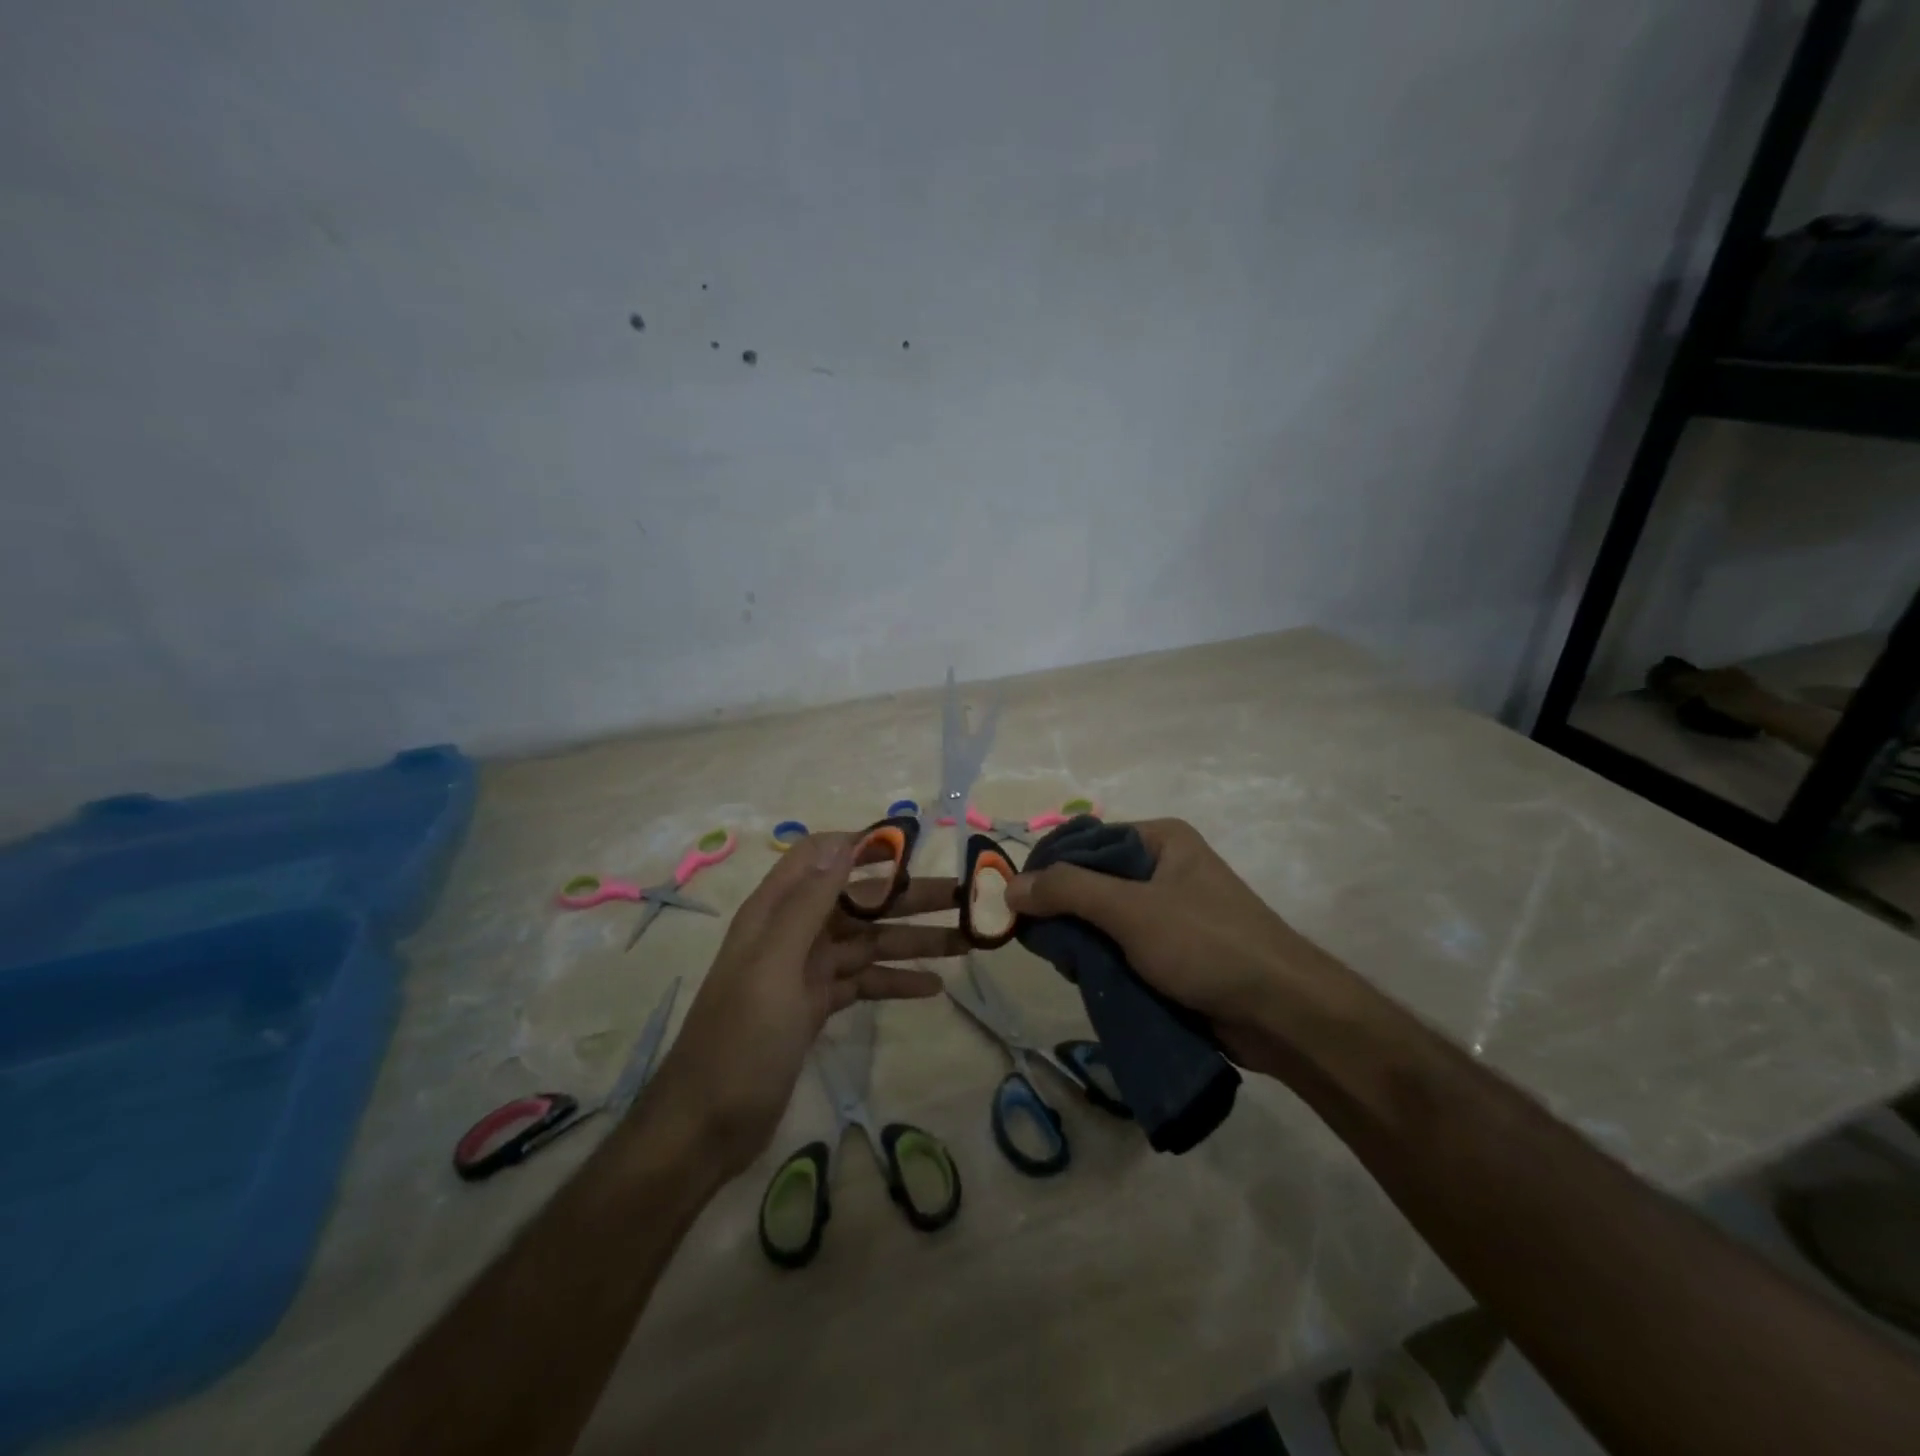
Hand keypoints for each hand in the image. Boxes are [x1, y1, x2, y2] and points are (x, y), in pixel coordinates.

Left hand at [646, 832, 967, 1178]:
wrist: (706, 1124)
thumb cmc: (740, 1038)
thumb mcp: (775, 964)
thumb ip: (809, 902)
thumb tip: (844, 841)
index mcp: (776, 911)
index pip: (822, 856)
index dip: (864, 846)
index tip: (915, 848)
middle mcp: (793, 932)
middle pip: (858, 901)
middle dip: (909, 897)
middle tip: (964, 898)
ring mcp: (806, 971)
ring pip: (868, 943)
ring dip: (914, 940)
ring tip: (966, 942)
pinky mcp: (816, 1006)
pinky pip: (864, 981)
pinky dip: (895, 981)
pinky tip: (933, 987)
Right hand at [1004, 818, 1355, 1075]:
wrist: (1283, 1013)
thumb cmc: (1206, 944)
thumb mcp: (1131, 910)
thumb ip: (1068, 891)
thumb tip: (1010, 885)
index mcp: (1161, 841)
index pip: (1087, 841)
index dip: (1050, 866)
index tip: (1017, 898)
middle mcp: (1166, 868)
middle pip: (1094, 880)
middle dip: (1064, 909)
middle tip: (1035, 937)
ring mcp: (1173, 912)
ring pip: (1106, 919)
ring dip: (1083, 940)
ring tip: (1061, 962)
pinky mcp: (1176, 953)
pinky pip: (1125, 948)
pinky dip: (1104, 961)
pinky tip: (1085, 978)